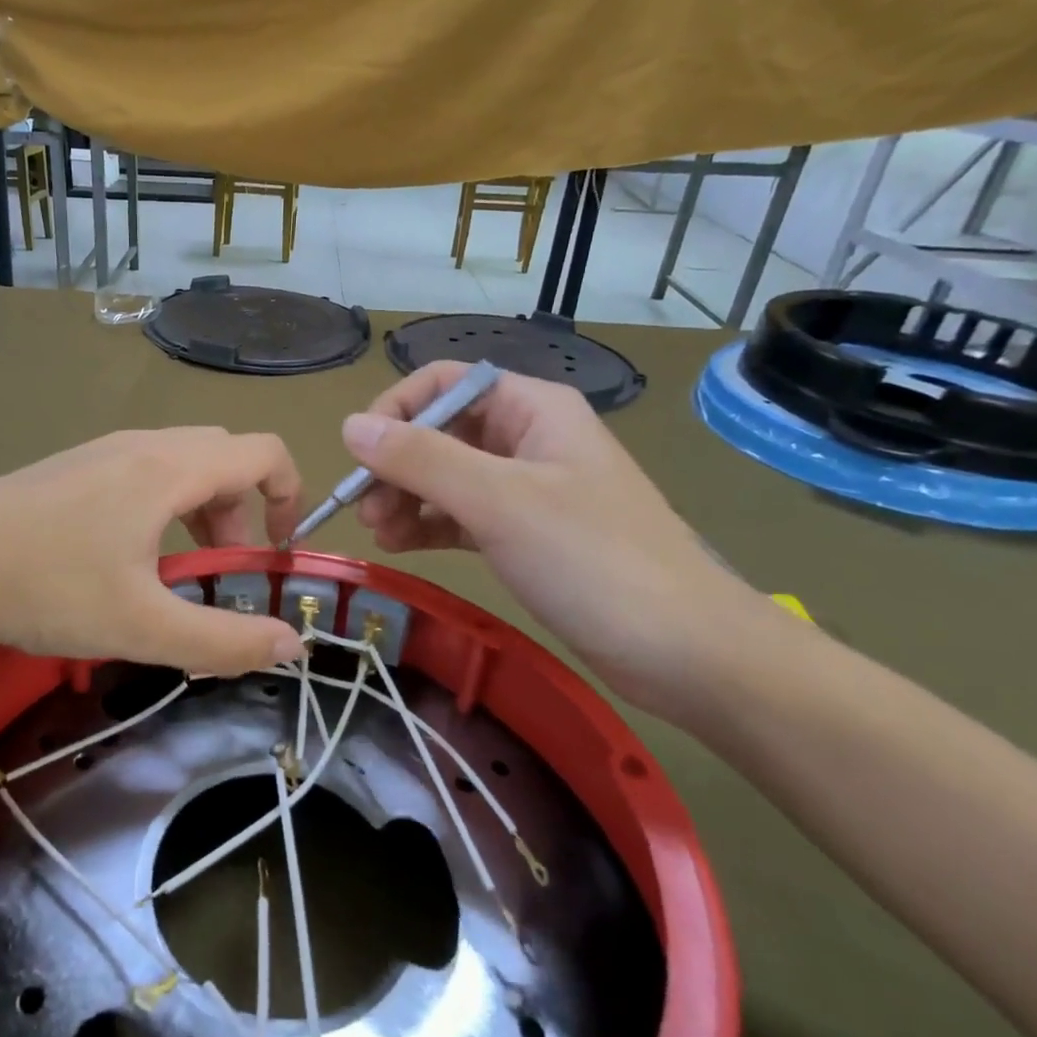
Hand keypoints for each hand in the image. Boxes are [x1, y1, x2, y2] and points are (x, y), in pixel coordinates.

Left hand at [0, 429, 307, 677]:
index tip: (280, 551)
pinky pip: (143, 472)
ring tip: (178, 574)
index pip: (263, 452)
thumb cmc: (49, 589)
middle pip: (224, 459)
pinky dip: (165, 507)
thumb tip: (291, 643)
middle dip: (243, 514)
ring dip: (202, 513)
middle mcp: (142, 445)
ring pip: (182, 465)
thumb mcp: (144, 627)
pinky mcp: (73, 467)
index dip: (290, 494)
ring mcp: (102, 451)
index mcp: (170, 468)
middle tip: (223, 574)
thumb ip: (225, 641)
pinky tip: (128, 560)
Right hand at [344, 363, 773, 724]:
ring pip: (446, 476)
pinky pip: (461, 516)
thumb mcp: (499, 501)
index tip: (360, 457)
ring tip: (380, 535)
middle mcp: (527, 439)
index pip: (444, 384)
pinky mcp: (526, 535)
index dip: (395, 411)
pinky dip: (428, 526)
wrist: (687, 653)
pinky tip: (400, 546)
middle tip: (366, 510)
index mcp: (531, 409)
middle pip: (440, 431)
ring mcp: (528, 489)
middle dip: (396, 465)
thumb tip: (349, 426)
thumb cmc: (594, 561)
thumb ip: (421, 459)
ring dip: (406, 498)